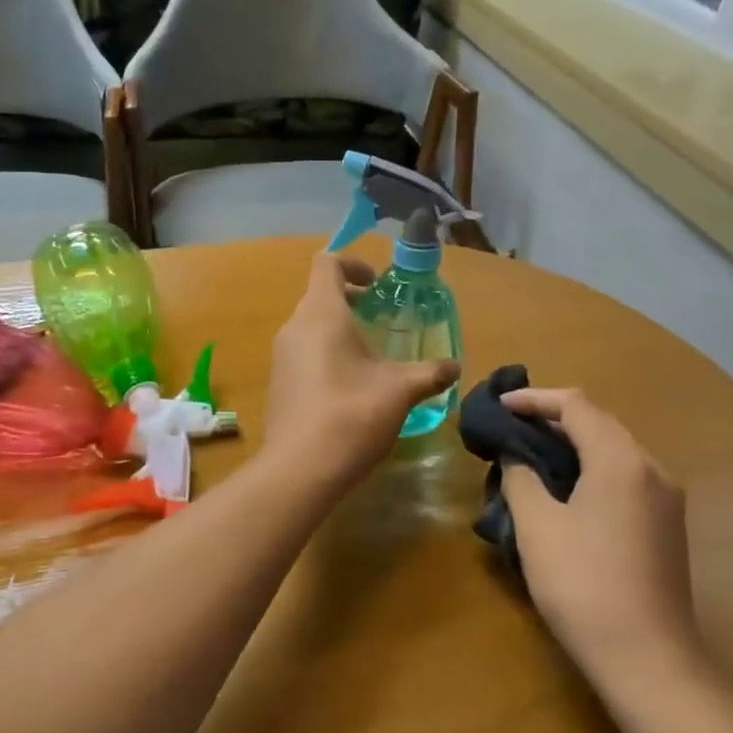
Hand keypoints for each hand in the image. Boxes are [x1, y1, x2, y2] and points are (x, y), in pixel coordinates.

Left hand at [262, 255, 459, 491]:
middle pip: (319, 294)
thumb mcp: (400, 391)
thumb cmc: (351, 415)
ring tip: (371, 355)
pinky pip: (302, 351)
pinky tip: (350, 385)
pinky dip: (325, 352)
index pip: (327, 264)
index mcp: (321, 314)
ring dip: (339, 328)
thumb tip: (455, 367)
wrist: (299, 468)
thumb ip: (429, 373)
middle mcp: (294, 327)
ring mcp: (281, 355)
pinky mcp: (278, 382)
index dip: (353, 263)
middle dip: (351, 299)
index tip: (378, 284)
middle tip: (382, 318)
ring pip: (310, 325)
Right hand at [500, 388, 702, 688]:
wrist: (649, 663)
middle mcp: (651, 468)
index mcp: (621, 460)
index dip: (533, 398)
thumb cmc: (584, 586)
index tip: (498, 406)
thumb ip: (520, 476)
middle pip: (599, 421)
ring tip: (531, 453)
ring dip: (573, 442)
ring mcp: (666, 498)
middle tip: (510, 426)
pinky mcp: (667, 525)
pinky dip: (591, 466)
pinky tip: (565, 488)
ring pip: (614, 448)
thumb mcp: (537, 526)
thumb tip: (514, 453)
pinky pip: (625, 475)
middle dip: (552, 417)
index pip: (575, 404)